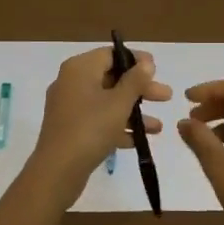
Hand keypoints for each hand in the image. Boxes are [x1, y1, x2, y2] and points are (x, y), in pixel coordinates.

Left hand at [26, 47, 171, 204]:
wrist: (57, 170)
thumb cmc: (90, 128)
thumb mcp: (119, 102)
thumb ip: (135, 80)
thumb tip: (146, 62)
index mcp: (79, 68)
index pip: (110, 54)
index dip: (135, 59)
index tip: (157, 69)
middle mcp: (71, 82)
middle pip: (111, 78)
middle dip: (140, 89)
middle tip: (166, 97)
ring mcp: (70, 107)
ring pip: (107, 101)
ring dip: (134, 111)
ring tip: (159, 126)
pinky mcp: (71, 129)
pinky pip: (99, 120)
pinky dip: (118, 126)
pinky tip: (141, 140)